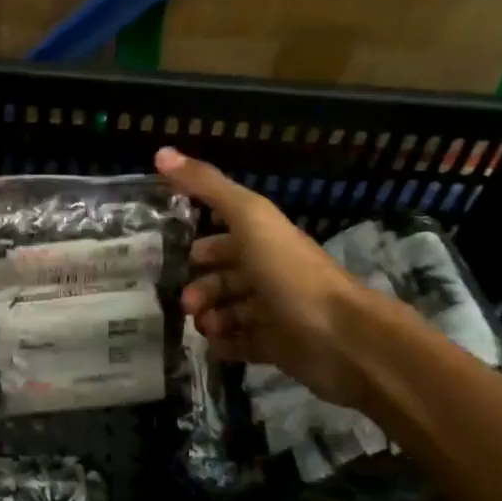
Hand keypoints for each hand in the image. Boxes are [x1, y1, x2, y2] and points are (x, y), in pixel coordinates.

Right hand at [156, 147, 372, 408]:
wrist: (341, 336)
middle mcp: (269, 273)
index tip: (173, 258)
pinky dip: (224, 345)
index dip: (200, 247)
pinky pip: (242, 344)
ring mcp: (274, 312)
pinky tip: (213, 345)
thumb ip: (207, 186)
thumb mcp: (248, 217)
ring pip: (230, 312)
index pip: (225, 238)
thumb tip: (160, 152)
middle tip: (186, 303)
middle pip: (225, 277)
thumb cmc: (291, 272)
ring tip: (201, 325)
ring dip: (209, 317)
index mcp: (264, 241)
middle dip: (200, 287)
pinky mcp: (277, 347)